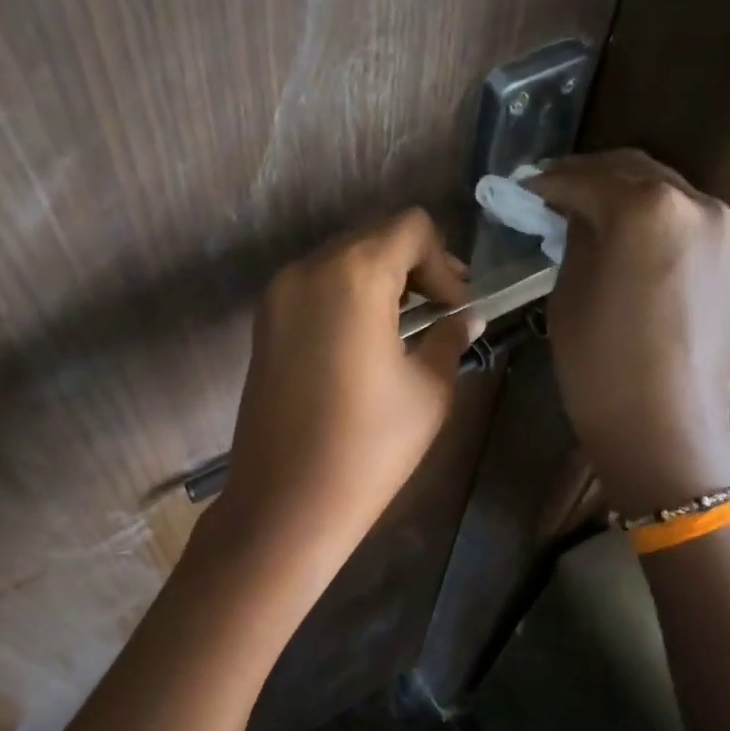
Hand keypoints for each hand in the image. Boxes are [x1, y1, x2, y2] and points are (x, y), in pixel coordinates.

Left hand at [220, 208, 483, 561]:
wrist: (286, 503)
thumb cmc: (368, 447)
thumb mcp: (428, 390)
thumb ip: (448, 338)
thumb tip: (466, 317)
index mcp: (354, 275)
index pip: (410, 228)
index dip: (443, 261)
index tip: (454, 309)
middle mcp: (308, 270)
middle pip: (373, 238)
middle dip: (413, 268)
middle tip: (439, 315)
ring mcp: (278, 296)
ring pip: (341, 261)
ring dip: (379, 281)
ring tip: (404, 330)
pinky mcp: (263, 325)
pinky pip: (315, 288)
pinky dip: (346, 298)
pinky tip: (364, 344)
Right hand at [531, 151, 729, 516]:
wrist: (666, 430)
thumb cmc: (601, 368)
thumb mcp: (569, 296)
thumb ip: (575, 240)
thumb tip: (575, 214)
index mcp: (647, 209)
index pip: (587, 179)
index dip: (548, 183)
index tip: (522, 190)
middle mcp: (695, 204)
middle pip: (632, 171)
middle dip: (588, 178)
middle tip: (550, 193)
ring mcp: (723, 230)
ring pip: (663, 192)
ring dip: (622, 195)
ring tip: (585, 213)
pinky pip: (684, 221)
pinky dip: (651, 219)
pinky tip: (626, 239)